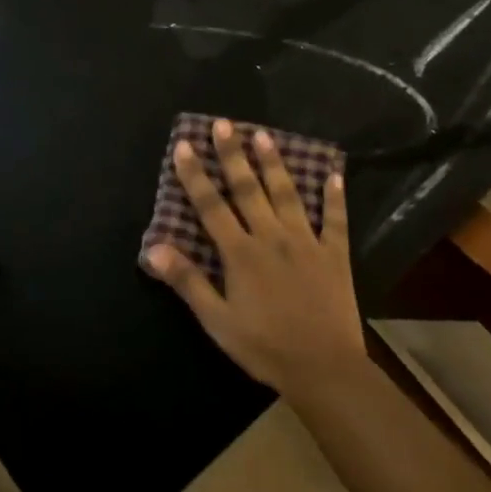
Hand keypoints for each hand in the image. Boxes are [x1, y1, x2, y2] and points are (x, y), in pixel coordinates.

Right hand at [143, 119, 366, 397]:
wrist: (323, 368)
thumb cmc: (263, 346)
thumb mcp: (217, 321)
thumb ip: (188, 281)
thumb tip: (155, 247)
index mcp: (240, 253)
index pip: (211, 206)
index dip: (196, 175)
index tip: (185, 144)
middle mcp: (271, 237)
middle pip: (248, 189)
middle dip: (233, 154)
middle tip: (224, 123)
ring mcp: (306, 242)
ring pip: (287, 194)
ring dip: (274, 164)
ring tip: (264, 135)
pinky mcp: (334, 254)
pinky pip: (336, 219)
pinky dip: (335, 196)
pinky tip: (334, 173)